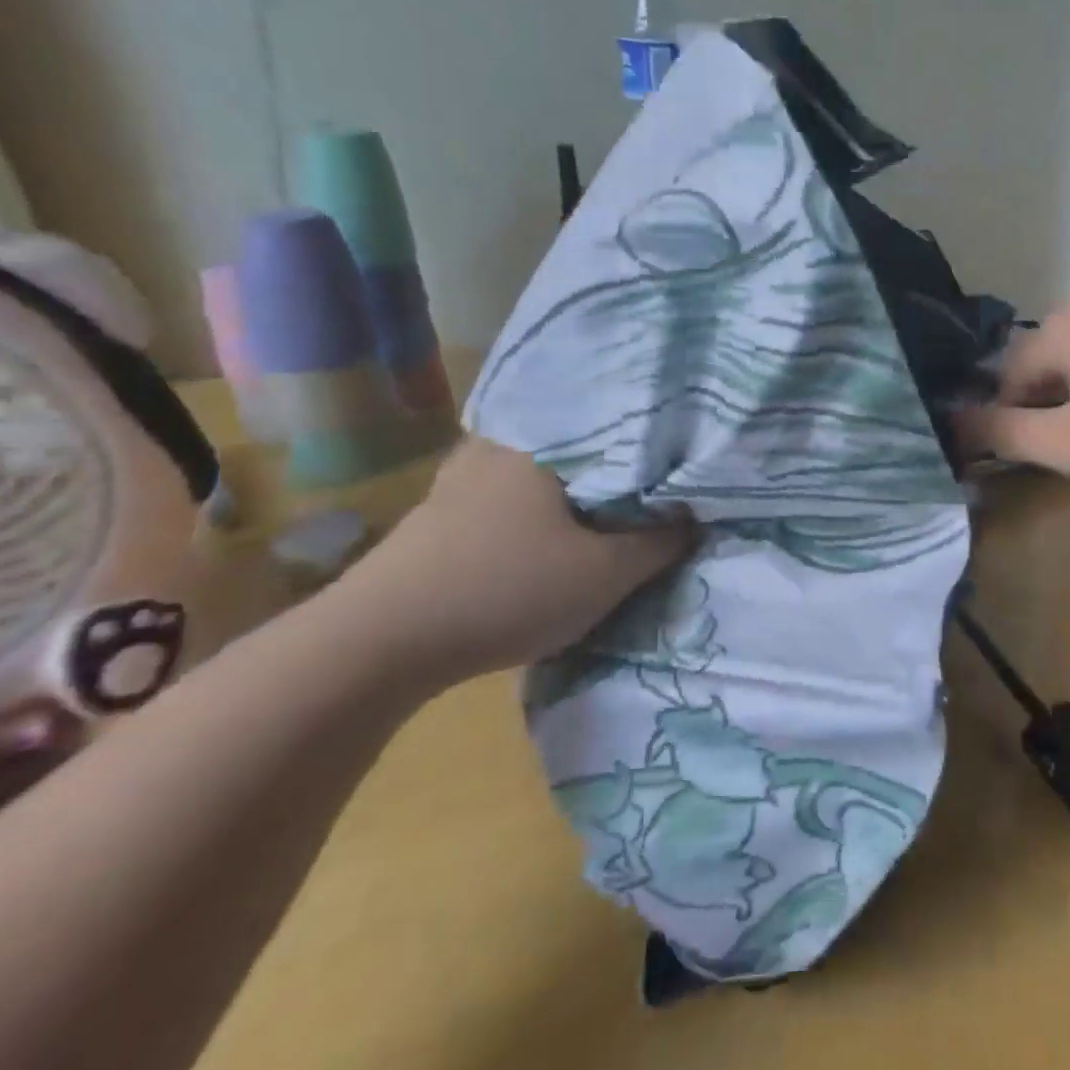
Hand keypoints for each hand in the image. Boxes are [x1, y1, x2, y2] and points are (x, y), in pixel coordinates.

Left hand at [331, 436, 693, 687]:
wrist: (377, 644)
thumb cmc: (505, 591)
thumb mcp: (604, 575)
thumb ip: (658, 544)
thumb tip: (691, 518)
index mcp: (542, 445)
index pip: (615, 425)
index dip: (653, 445)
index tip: (680, 463)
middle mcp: (498, 445)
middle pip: (575, 445)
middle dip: (612, 465)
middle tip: (647, 487)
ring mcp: (460, 476)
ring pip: (537, 470)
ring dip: (571, 488)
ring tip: (605, 508)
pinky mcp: (439, 511)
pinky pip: (506, 492)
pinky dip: (535, 505)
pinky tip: (546, 530)